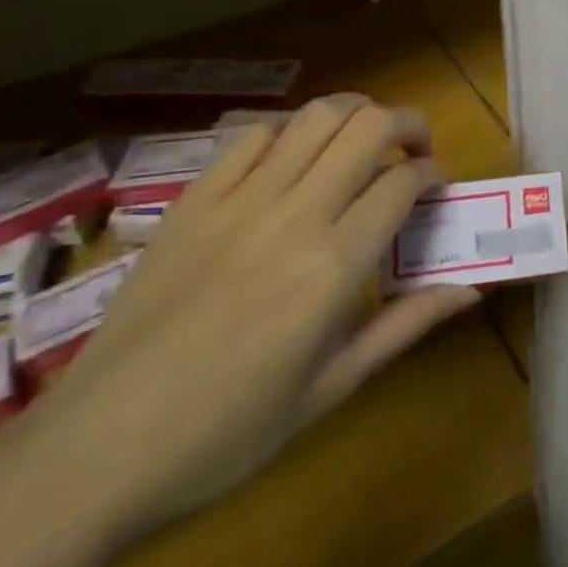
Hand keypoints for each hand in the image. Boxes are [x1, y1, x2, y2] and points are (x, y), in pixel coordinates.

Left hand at [0, 96, 478, 544]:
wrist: (95, 452)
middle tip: (415, 148)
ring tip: (364, 139)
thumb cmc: (227, 433)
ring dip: (354, 114)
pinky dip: (288, 131)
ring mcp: (237, 202)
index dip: (432, 172)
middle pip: (367, 127)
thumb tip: (471, 290)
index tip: (437, 187)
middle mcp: (293, 217)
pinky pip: (250, 136)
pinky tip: (294, 156)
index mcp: (333, 267)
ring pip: (314, 117)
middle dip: (408, 123)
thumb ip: (406, 325)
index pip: (403, 181)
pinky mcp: (193, 202)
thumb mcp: (331, 389)